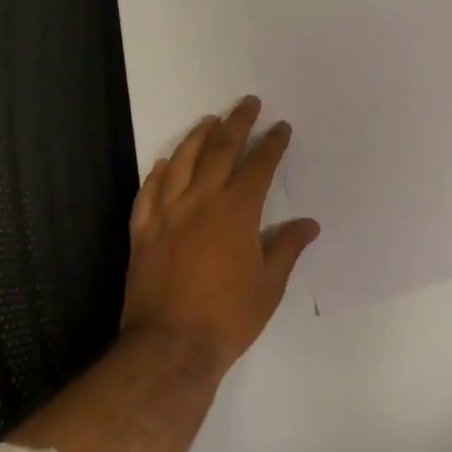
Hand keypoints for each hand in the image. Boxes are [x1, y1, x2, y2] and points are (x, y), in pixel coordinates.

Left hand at [121, 96, 319, 374]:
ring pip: (182, 163)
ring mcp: (167, 215)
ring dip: (197, 138)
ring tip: (209, 121)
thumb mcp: (269, 285)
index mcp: (236, 212)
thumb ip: (286, 248)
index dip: (271, 144)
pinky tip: (164, 162)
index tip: (280, 127)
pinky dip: (158, 173)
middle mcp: (201, 202)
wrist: (170, 347)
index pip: (258, 166)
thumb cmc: (228, 317)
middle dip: (236, 123)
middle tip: (247, 104)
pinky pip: (149, 193)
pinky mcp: (143, 233)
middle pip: (219, 151)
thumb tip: (309, 224)